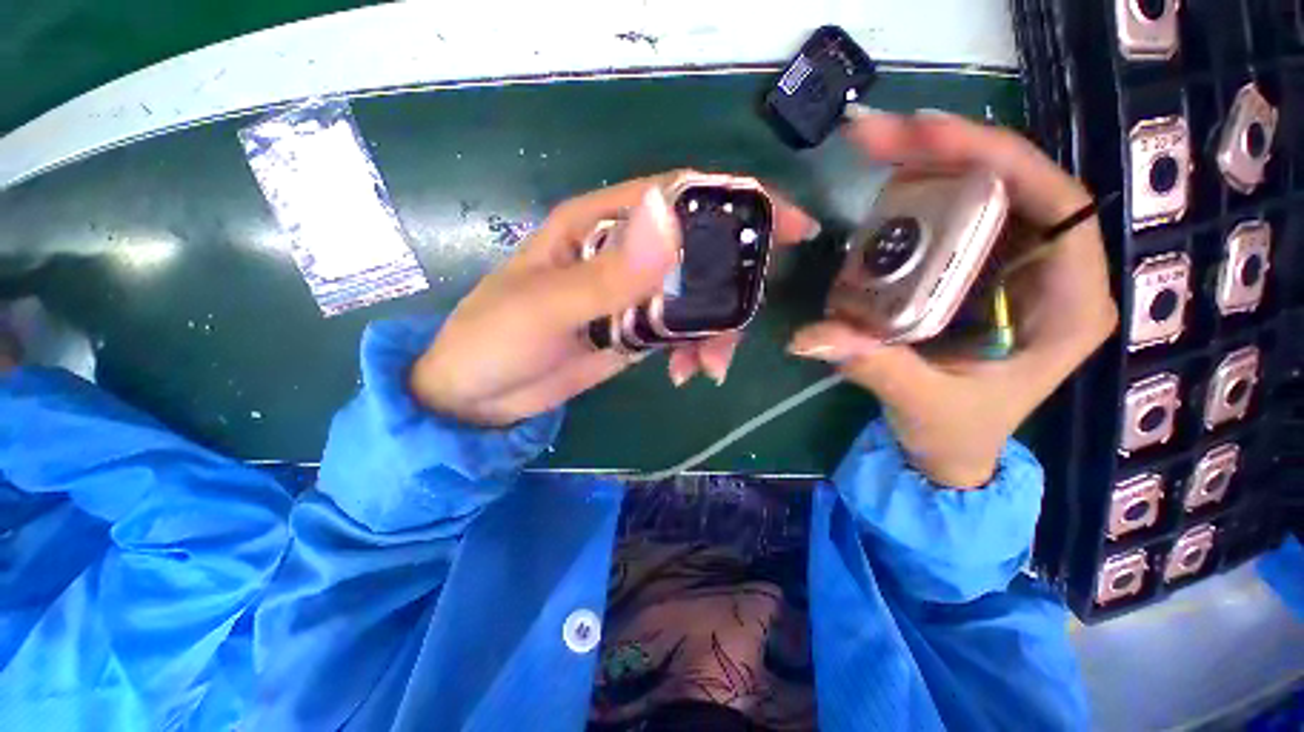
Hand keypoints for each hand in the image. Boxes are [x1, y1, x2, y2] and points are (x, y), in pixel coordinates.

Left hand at [412, 172, 815, 426]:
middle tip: (742, 325)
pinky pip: (681, 330)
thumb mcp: (548, 306)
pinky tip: (687, 373)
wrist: (479, 397)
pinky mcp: (635, 330)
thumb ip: (609, 272)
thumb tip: (668, 218)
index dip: (736, 202)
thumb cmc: (495, 340)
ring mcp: (632, 294)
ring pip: (696, 296)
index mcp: (599, 224)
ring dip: (716, 328)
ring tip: (709, 365)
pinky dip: (696, 348)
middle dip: (732, 284)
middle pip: (698, 250)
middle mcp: (622, 252)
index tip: (789, 226)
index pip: (678, 196)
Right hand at [789, 109, 1118, 487]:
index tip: (933, 139)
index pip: (1058, 208)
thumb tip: (807, 338)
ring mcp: (1011, 271)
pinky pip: (953, 223)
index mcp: (1069, 306)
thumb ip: (873, 367)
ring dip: (931, 166)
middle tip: (884, 134)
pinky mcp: (974, 276)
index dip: (1001, 161)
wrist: (948, 450)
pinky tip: (884, 190)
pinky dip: (919, 199)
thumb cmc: (954, 434)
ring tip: (877, 148)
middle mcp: (1050, 275)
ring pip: (983, 197)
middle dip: (953, 151)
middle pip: (1014, 188)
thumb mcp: (922, 404)